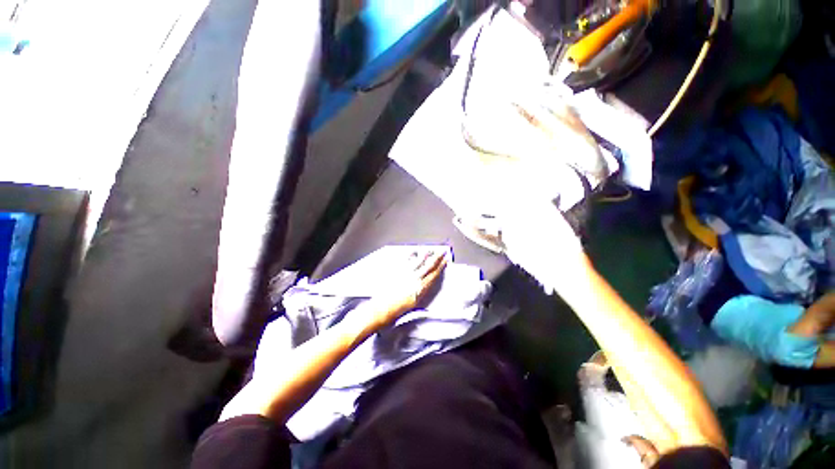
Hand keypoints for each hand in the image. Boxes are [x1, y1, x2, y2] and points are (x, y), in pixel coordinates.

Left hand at [366, 250, 447, 326]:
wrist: (381, 308)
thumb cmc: (397, 309)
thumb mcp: (414, 303)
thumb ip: (421, 291)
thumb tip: (426, 283)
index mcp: (420, 288)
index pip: (434, 274)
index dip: (441, 267)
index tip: (445, 260)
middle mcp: (414, 279)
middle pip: (428, 265)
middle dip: (437, 258)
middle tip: (442, 251)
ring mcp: (405, 273)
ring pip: (419, 261)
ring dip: (426, 255)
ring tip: (430, 250)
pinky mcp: (397, 271)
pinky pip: (406, 260)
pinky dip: (411, 255)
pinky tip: (414, 252)